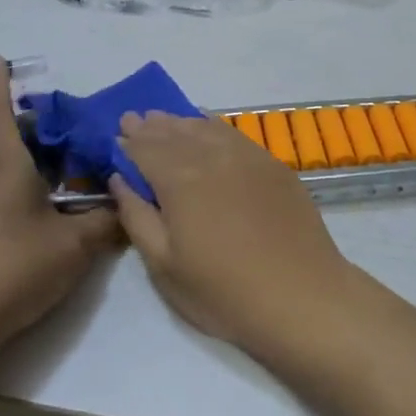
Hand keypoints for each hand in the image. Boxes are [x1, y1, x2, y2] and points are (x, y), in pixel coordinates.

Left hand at [0, 58, 120, 361]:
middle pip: (7, 144)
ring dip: (31, 173)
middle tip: (75, 144)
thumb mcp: (75, 245)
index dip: (0, 83)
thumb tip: (128, 205)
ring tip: (67, 191)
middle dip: (39, 137)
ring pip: (0, 176)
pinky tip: (37, 231)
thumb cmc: (13, 269)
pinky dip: (16, 200)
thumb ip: (106, 221)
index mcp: (3, 166)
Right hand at [108, 112, 361, 358]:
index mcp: (180, 180)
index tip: (115, 135)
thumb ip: (137, 216)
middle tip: (134, 119)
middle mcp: (212, 157)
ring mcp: (247, 157)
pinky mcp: (273, 165)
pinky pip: (235, 134)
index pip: (145, 149)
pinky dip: (214, 126)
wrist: (301, 296)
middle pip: (174, 133)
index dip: (128, 142)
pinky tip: (208, 125)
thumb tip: (120, 179)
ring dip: (180, 122)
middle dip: (151, 127)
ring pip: (205, 128)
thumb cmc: (223, 291)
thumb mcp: (164, 266)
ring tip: (164, 120)